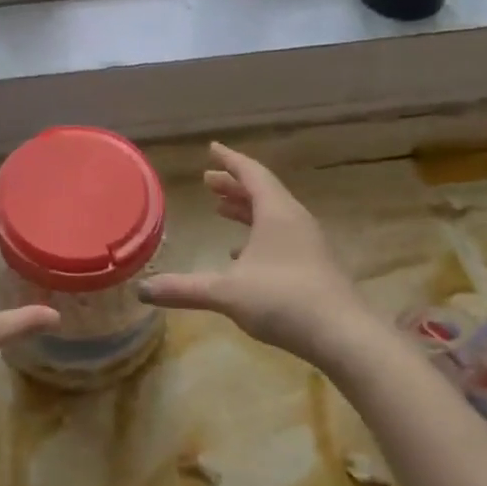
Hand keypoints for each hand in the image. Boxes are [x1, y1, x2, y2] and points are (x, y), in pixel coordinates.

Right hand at [139, 143, 375, 365]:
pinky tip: (241, 254)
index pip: (251, 174)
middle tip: (208, 180)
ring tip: (221, 209)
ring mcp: (308, 243)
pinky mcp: (313, 265)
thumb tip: (141, 290)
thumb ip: (183, 289)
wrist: (344, 336)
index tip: (211, 149)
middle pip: (262, 191)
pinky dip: (258, 233)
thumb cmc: (283, 301)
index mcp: (276, 213)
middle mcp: (294, 220)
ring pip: (273, 214)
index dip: (229, 160)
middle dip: (233, 184)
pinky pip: (281, 236)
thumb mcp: (226, 292)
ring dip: (246, 208)